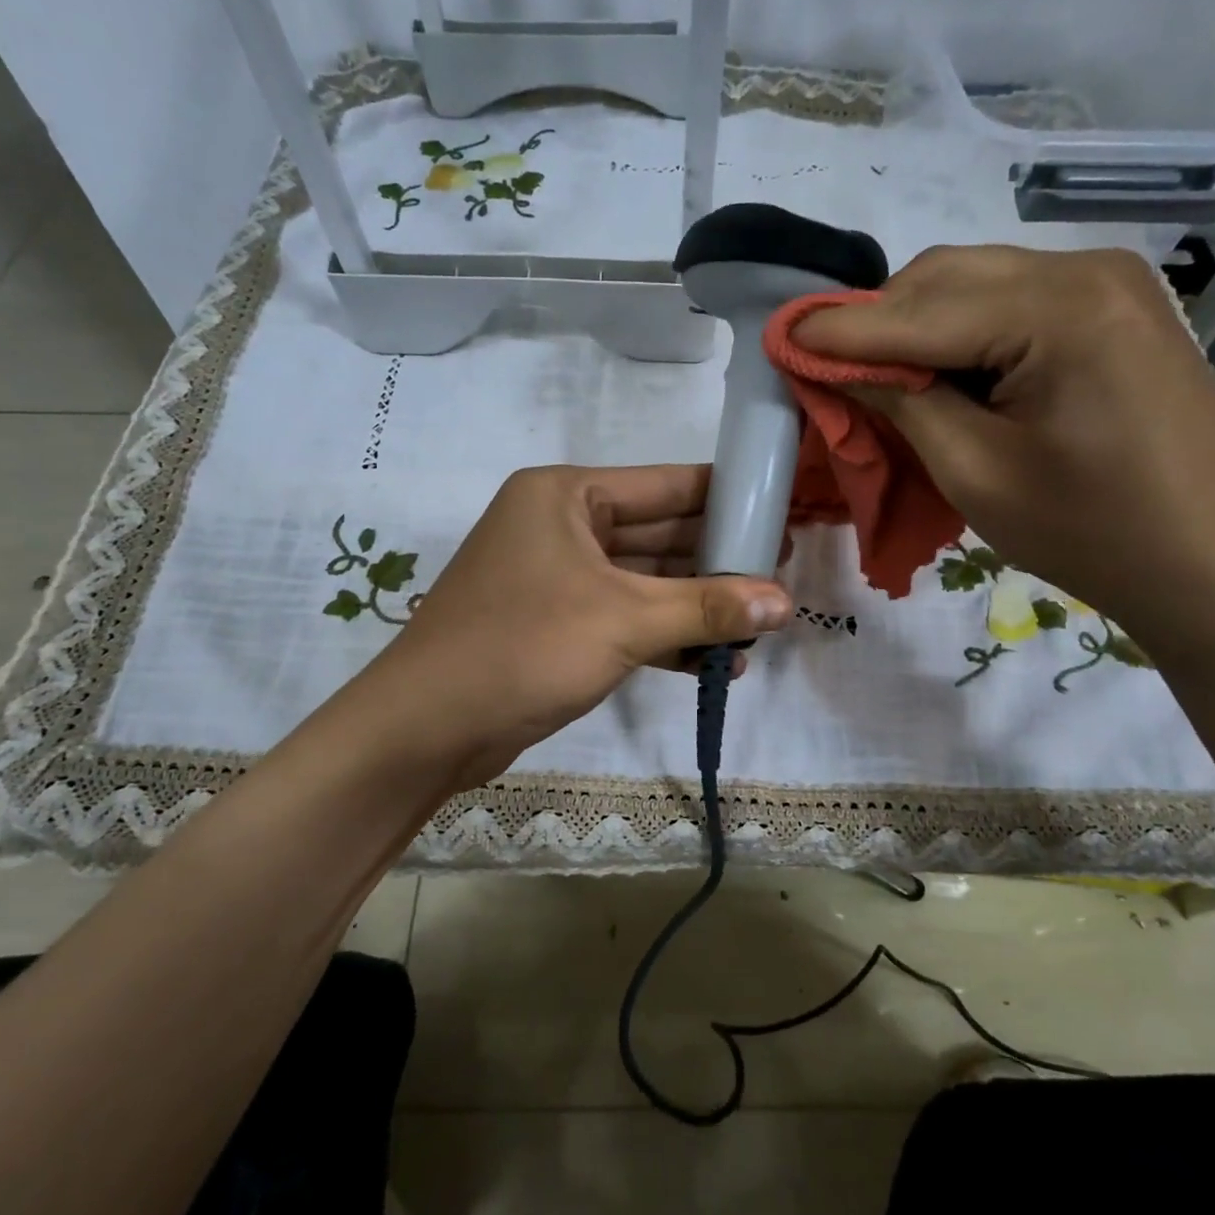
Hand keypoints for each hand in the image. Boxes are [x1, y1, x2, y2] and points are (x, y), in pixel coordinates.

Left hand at [352, 464, 791, 793]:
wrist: (427, 728)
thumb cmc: (524, 648)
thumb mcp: (624, 621)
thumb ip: (708, 608)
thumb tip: (787, 603)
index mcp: (567, 495)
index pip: (667, 485)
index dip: (729, 499)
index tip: (783, 514)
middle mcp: (562, 526)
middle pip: (660, 534)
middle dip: (718, 561)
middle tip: (783, 577)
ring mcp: (558, 578)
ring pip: (646, 582)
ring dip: (697, 606)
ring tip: (762, 624)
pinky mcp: (558, 624)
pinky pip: (625, 618)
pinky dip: (666, 636)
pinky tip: (716, 662)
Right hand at [794, 245, 1214, 661]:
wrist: (1211, 564)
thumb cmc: (1090, 532)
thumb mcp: (974, 472)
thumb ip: (900, 402)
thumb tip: (834, 364)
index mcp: (1059, 310)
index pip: (917, 311)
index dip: (839, 331)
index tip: (778, 340)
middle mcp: (1085, 271)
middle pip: (944, 278)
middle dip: (876, 322)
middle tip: (828, 372)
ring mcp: (1107, 285)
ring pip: (972, 284)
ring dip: (914, 325)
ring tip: (878, 378)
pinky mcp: (1113, 310)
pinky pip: (1009, 302)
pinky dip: (958, 332)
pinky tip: (939, 373)